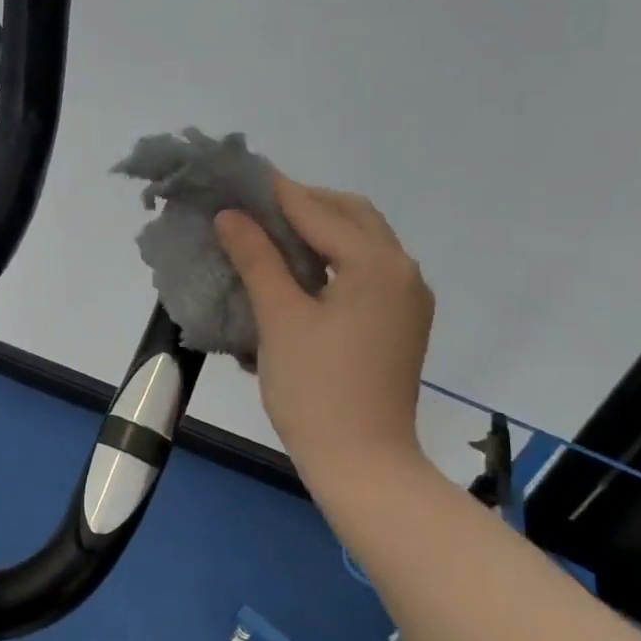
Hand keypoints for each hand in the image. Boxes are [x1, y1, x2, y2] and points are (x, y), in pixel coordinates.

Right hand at [216, 176, 433, 491]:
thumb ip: (257, 259)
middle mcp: (403, 271)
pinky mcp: (402, 322)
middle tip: (257, 208)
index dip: (277, 192)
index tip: (241, 176)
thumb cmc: (315, 389)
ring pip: (364, 243)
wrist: (363, 463)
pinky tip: (303, 272)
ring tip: (274, 235)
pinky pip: (369, 271)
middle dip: (305, 204)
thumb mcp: (280, 319)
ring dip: (322, 230)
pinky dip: (336, 259)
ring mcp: (409, 299)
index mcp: (377, 264)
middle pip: (352, 216)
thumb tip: (231, 215)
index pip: (319, 211)